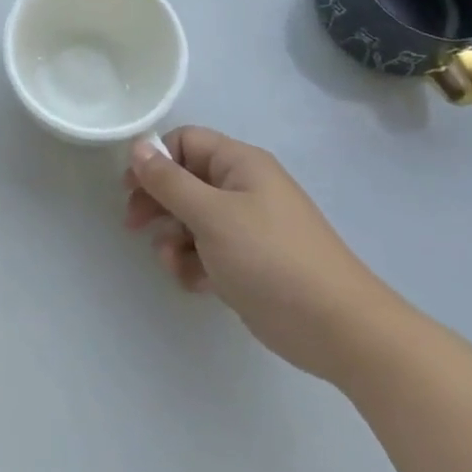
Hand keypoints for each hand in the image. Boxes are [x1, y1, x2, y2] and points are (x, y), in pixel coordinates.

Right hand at [124, 128, 403, 383]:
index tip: (131, 187)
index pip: (185, 142)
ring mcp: (249, 227)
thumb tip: (137, 147)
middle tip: (134, 225)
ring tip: (171, 263)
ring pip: (193, 219)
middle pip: (185, 181)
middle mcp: (243, 188)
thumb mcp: (211, 215)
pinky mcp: (251, 263)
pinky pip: (209, 250)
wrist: (340, 330)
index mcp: (240, 164)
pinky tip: (193, 283)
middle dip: (158, 202)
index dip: (156, 160)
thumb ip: (169, 181)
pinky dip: (194, 263)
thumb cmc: (270, 259)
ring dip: (173, 238)